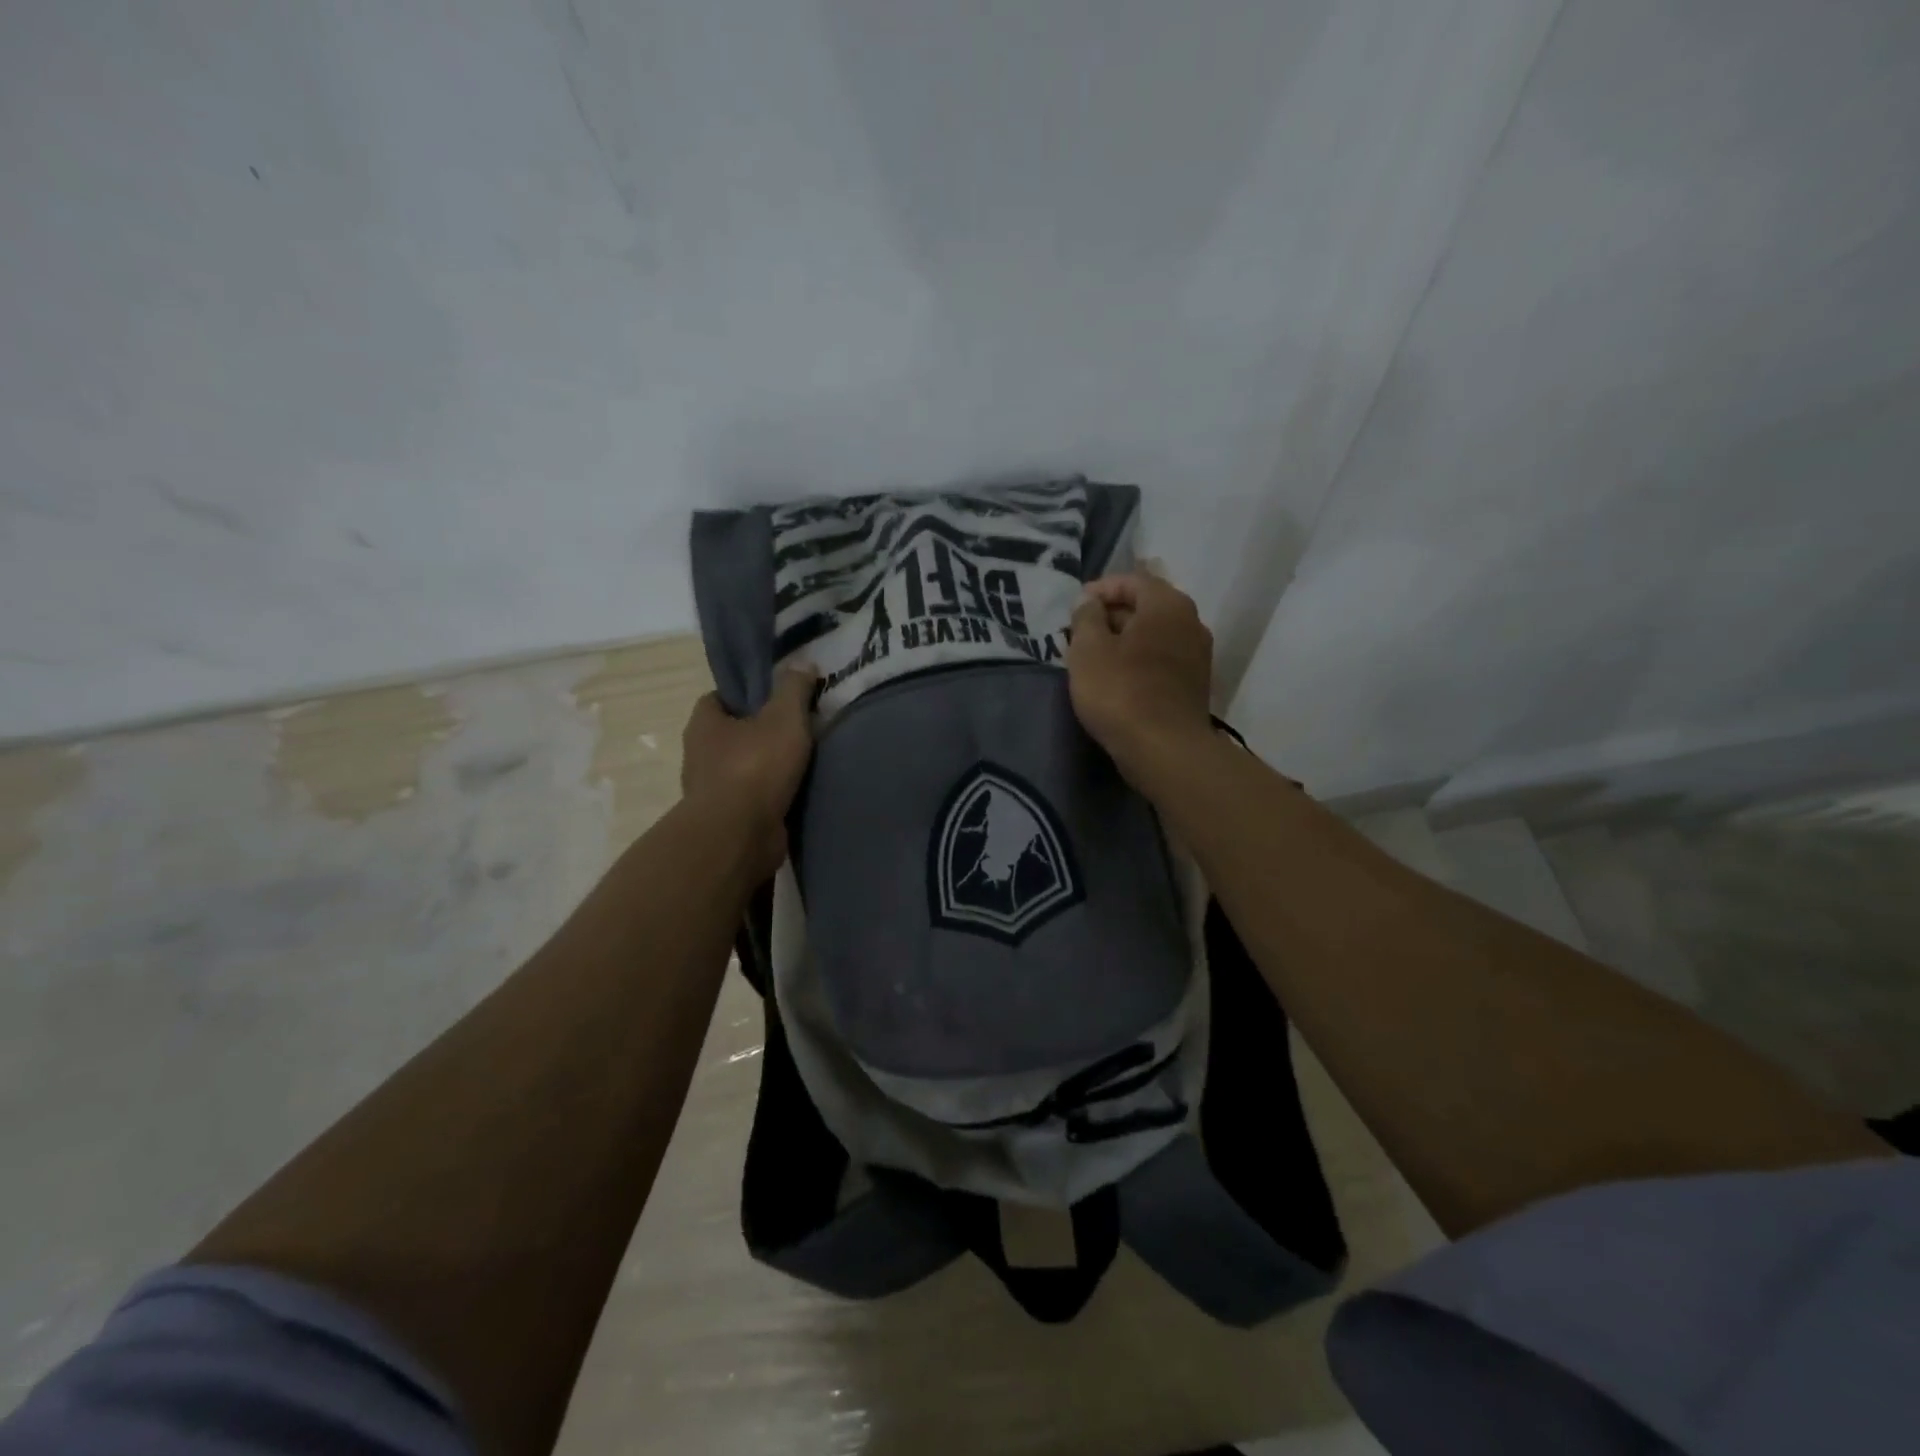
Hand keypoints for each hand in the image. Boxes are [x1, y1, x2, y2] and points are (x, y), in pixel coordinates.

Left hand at [680, 667, 816, 880]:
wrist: (739, 835)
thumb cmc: (755, 767)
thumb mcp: (784, 717)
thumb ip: (794, 689)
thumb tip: (803, 664)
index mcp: (704, 724)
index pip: (717, 699)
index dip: (744, 695)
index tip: (774, 698)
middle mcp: (699, 755)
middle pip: (730, 735)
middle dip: (758, 733)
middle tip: (795, 728)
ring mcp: (710, 791)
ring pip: (741, 769)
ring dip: (765, 768)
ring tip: (802, 763)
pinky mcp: (726, 820)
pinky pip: (751, 800)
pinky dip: (769, 797)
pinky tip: (796, 793)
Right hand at [1067, 573, 1214, 784]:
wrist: (1165, 750)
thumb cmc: (1121, 692)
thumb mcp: (1088, 649)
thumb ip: (1085, 617)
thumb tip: (1089, 602)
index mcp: (1167, 604)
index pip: (1132, 580)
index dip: (1100, 589)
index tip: (1075, 608)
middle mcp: (1191, 621)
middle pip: (1146, 606)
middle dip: (1111, 615)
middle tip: (1079, 633)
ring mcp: (1197, 655)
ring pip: (1154, 635)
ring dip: (1124, 640)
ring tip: (1093, 657)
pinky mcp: (1195, 684)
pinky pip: (1161, 659)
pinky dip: (1138, 661)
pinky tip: (1116, 679)